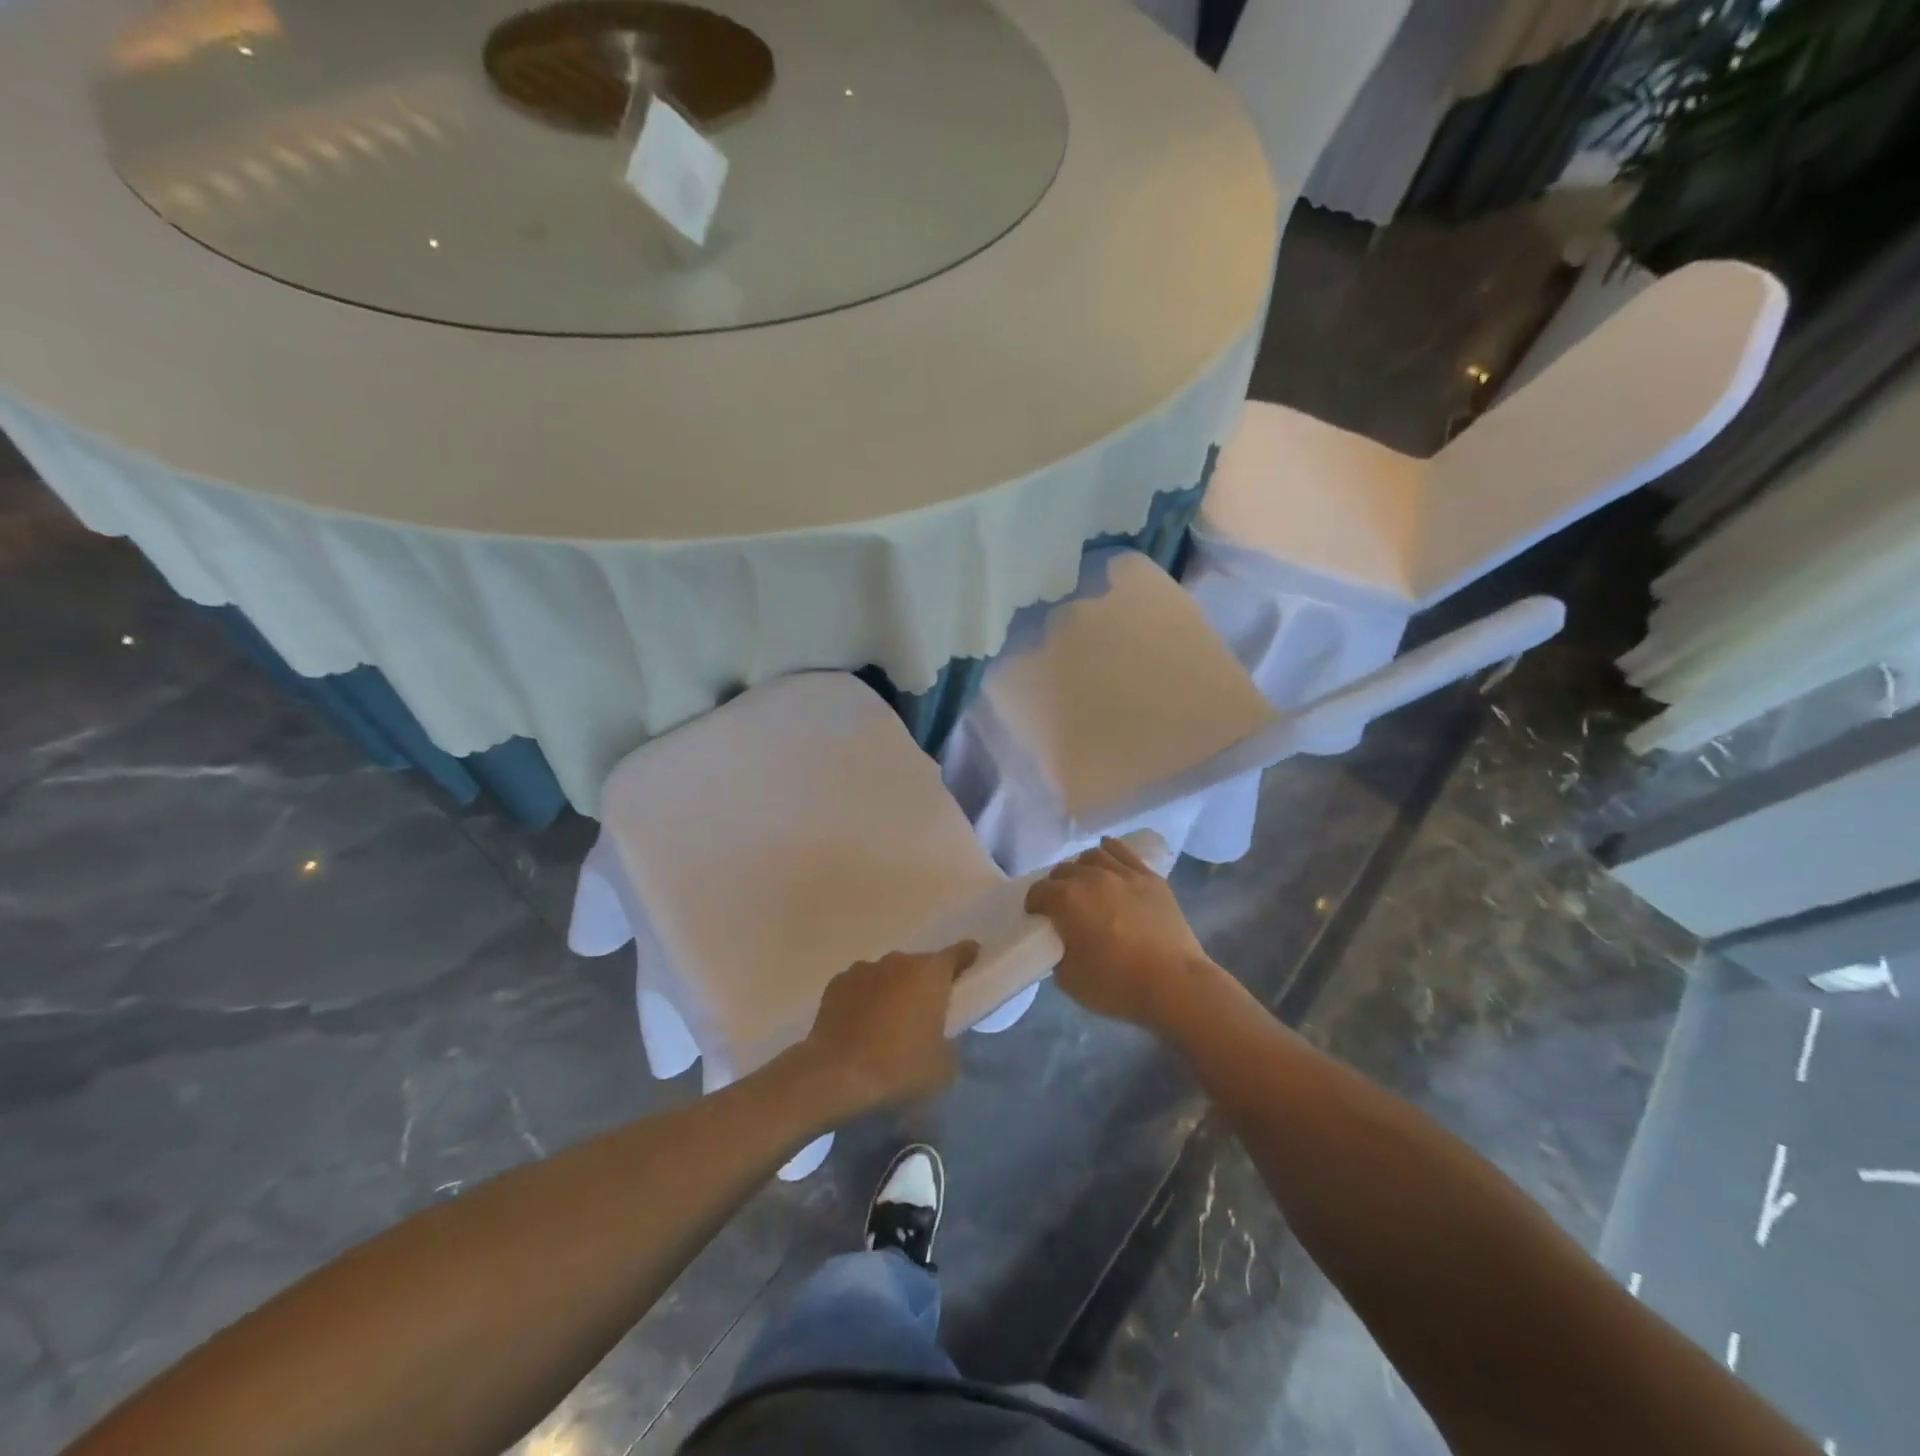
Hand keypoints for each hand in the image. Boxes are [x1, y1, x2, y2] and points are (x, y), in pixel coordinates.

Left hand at [800, 941, 978, 1114]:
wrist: (836, 1075)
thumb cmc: (898, 1068)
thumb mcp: (943, 1069)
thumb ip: (951, 1045)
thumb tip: (944, 1039)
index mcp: (930, 973)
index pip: (958, 953)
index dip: (968, 957)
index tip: (972, 961)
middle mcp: (898, 961)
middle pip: (920, 966)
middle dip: (924, 985)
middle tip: (925, 1013)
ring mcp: (864, 968)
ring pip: (888, 975)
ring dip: (893, 991)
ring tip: (888, 1024)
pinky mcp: (837, 983)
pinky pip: (860, 987)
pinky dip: (864, 1000)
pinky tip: (860, 1026)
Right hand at [1026, 838, 1210, 1029]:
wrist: (1174, 984)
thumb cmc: (1117, 985)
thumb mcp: (1069, 979)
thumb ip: (1057, 952)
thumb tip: (1061, 941)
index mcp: (1067, 899)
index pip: (1038, 891)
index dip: (1034, 904)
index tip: (1037, 917)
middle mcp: (1091, 877)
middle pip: (1063, 871)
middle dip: (1056, 886)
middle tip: (1061, 906)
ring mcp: (1123, 874)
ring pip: (1092, 856)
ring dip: (1081, 868)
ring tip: (1085, 883)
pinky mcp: (1150, 878)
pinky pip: (1124, 852)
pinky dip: (1110, 850)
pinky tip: (1107, 854)